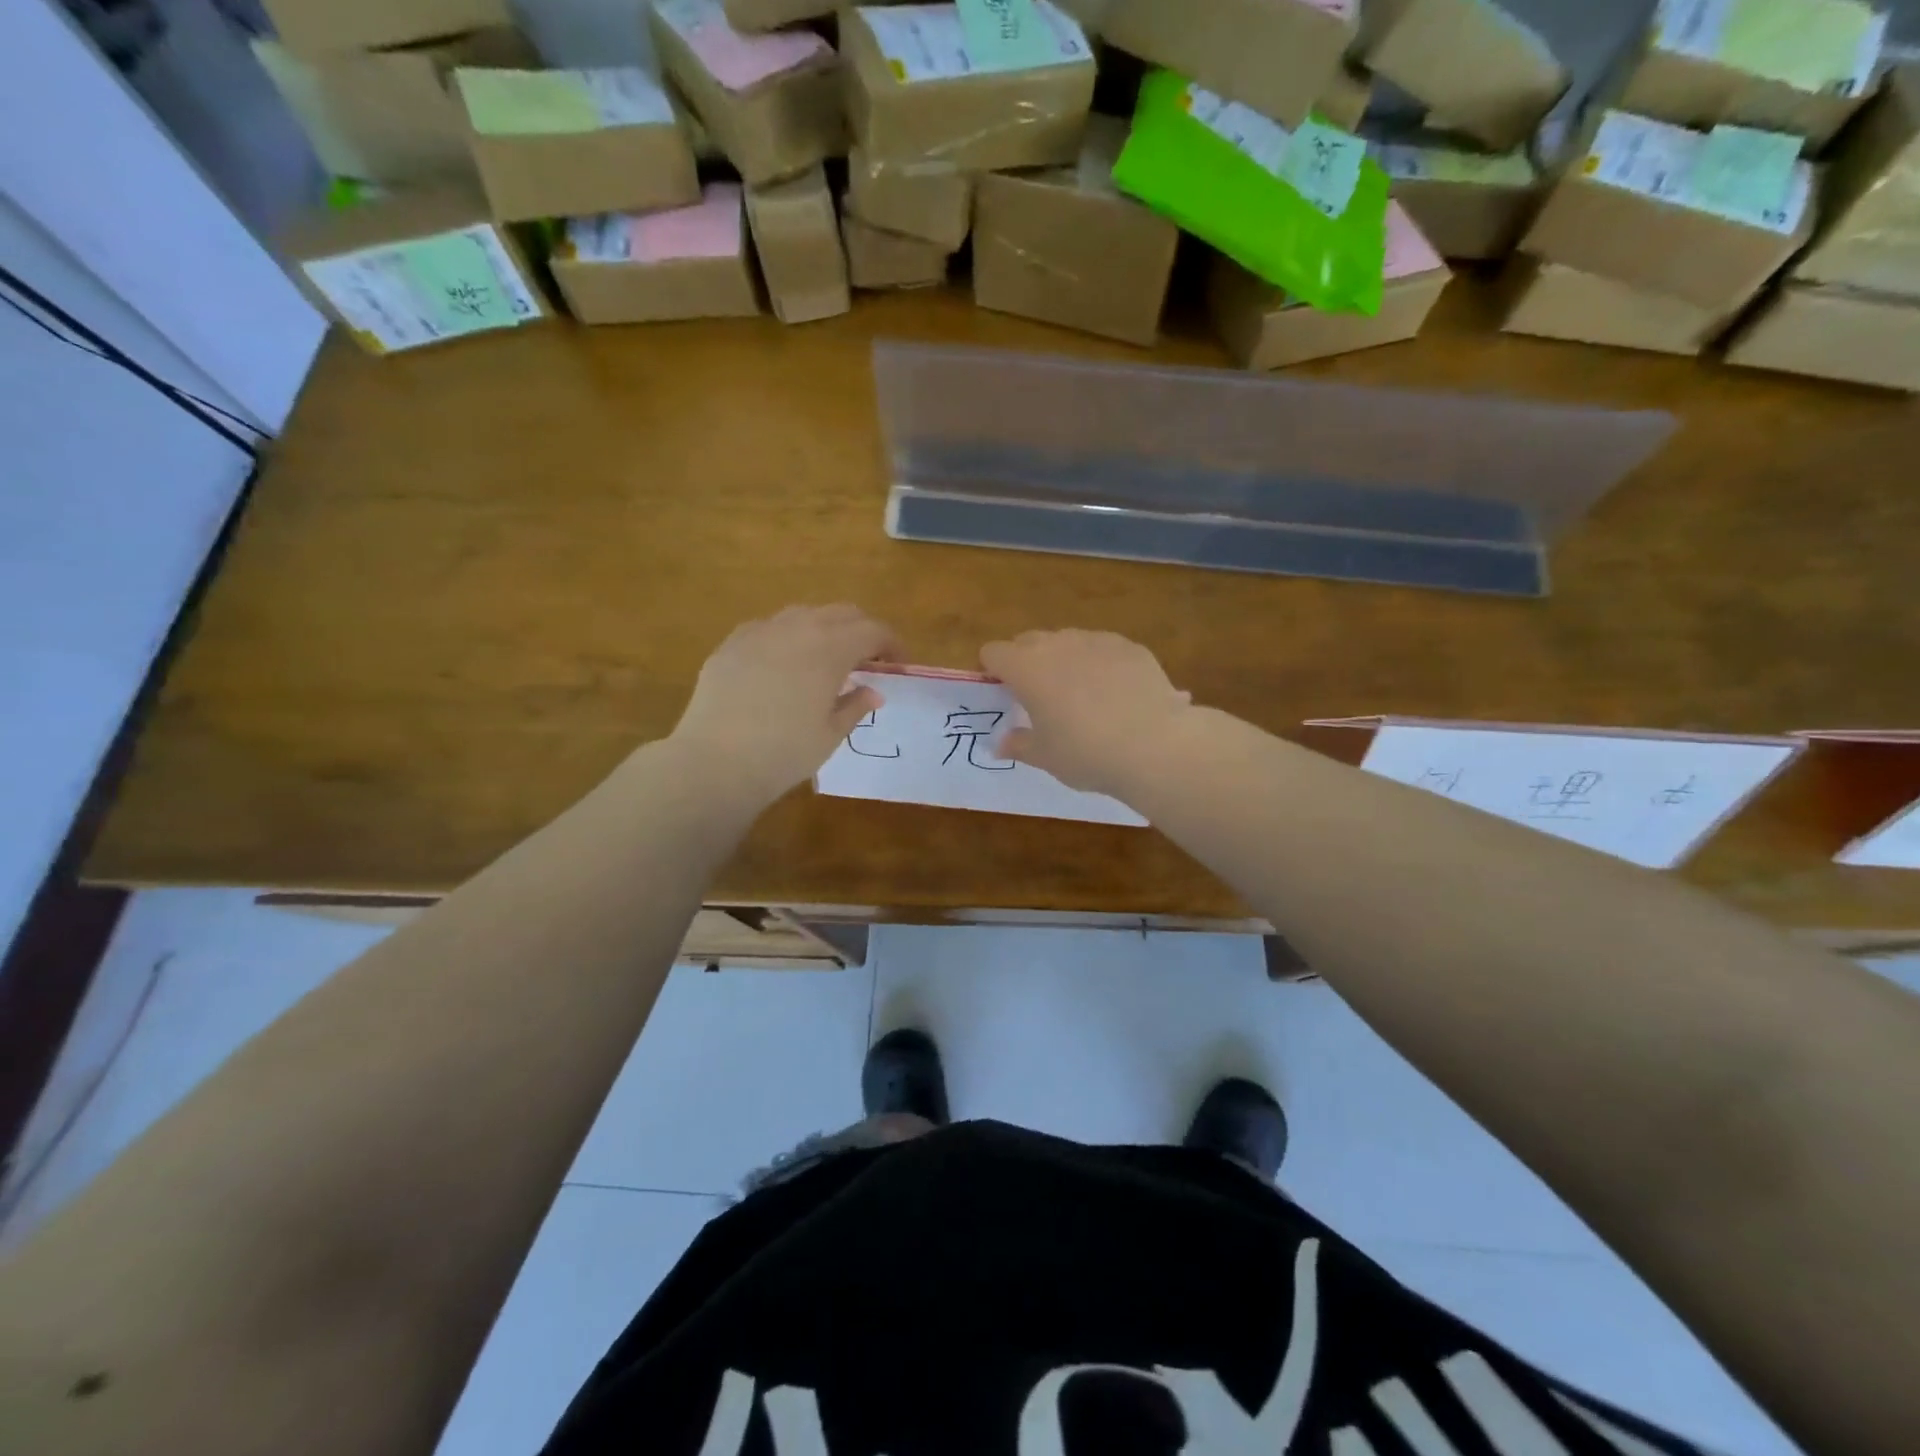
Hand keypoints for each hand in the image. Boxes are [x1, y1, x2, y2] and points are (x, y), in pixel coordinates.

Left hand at [670, 605, 899, 804]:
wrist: (715, 761)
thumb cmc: (785, 752)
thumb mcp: (830, 734)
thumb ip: (855, 706)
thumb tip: (873, 692)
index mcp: (831, 649)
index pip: (873, 631)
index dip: (892, 645)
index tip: (898, 666)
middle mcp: (798, 628)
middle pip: (842, 613)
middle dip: (861, 631)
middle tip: (867, 661)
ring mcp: (761, 631)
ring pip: (804, 614)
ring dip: (824, 630)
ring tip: (825, 661)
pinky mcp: (732, 643)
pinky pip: (769, 628)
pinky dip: (788, 638)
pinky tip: (783, 666)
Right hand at [979, 629, 1194, 798]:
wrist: (1155, 745)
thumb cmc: (1086, 753)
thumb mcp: (1046, 757)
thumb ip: (1019, 745)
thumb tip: (1002, 743)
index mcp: (1026, 668)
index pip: (993, 652)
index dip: (993, 671)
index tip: (1004, 695)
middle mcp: (1058, 644)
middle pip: (1028, 641)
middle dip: (1027, 662)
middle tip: (1040, 697)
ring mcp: (1096, 640)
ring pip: (1068, 641)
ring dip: (1065, 660)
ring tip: (1083, 696)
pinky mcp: (1130, 646)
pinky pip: (1103, 649)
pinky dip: (1101, 664)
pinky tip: (1117, 695)